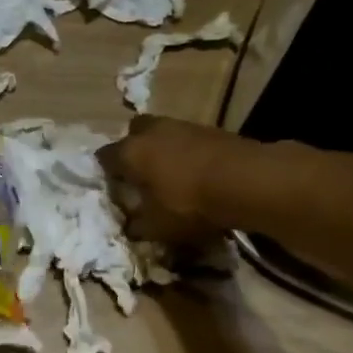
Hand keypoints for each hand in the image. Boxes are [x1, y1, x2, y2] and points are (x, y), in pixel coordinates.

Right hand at [98, 114, 242, 244]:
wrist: (247, 181)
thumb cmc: (189, 203)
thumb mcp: (157, 226)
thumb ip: (137, 226)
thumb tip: (130, 227)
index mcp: (131, 152)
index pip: (104, 156)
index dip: (105, 172)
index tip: (112, 188)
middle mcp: (152, 132)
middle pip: (134, 132)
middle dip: (134, 149)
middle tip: (140, 173)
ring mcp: (184, 126)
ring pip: (164, 133)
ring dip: (164, 149)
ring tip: (172, 174)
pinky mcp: (212, 129)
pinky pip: (189, 140)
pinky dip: (189, 153)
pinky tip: (198, 173)